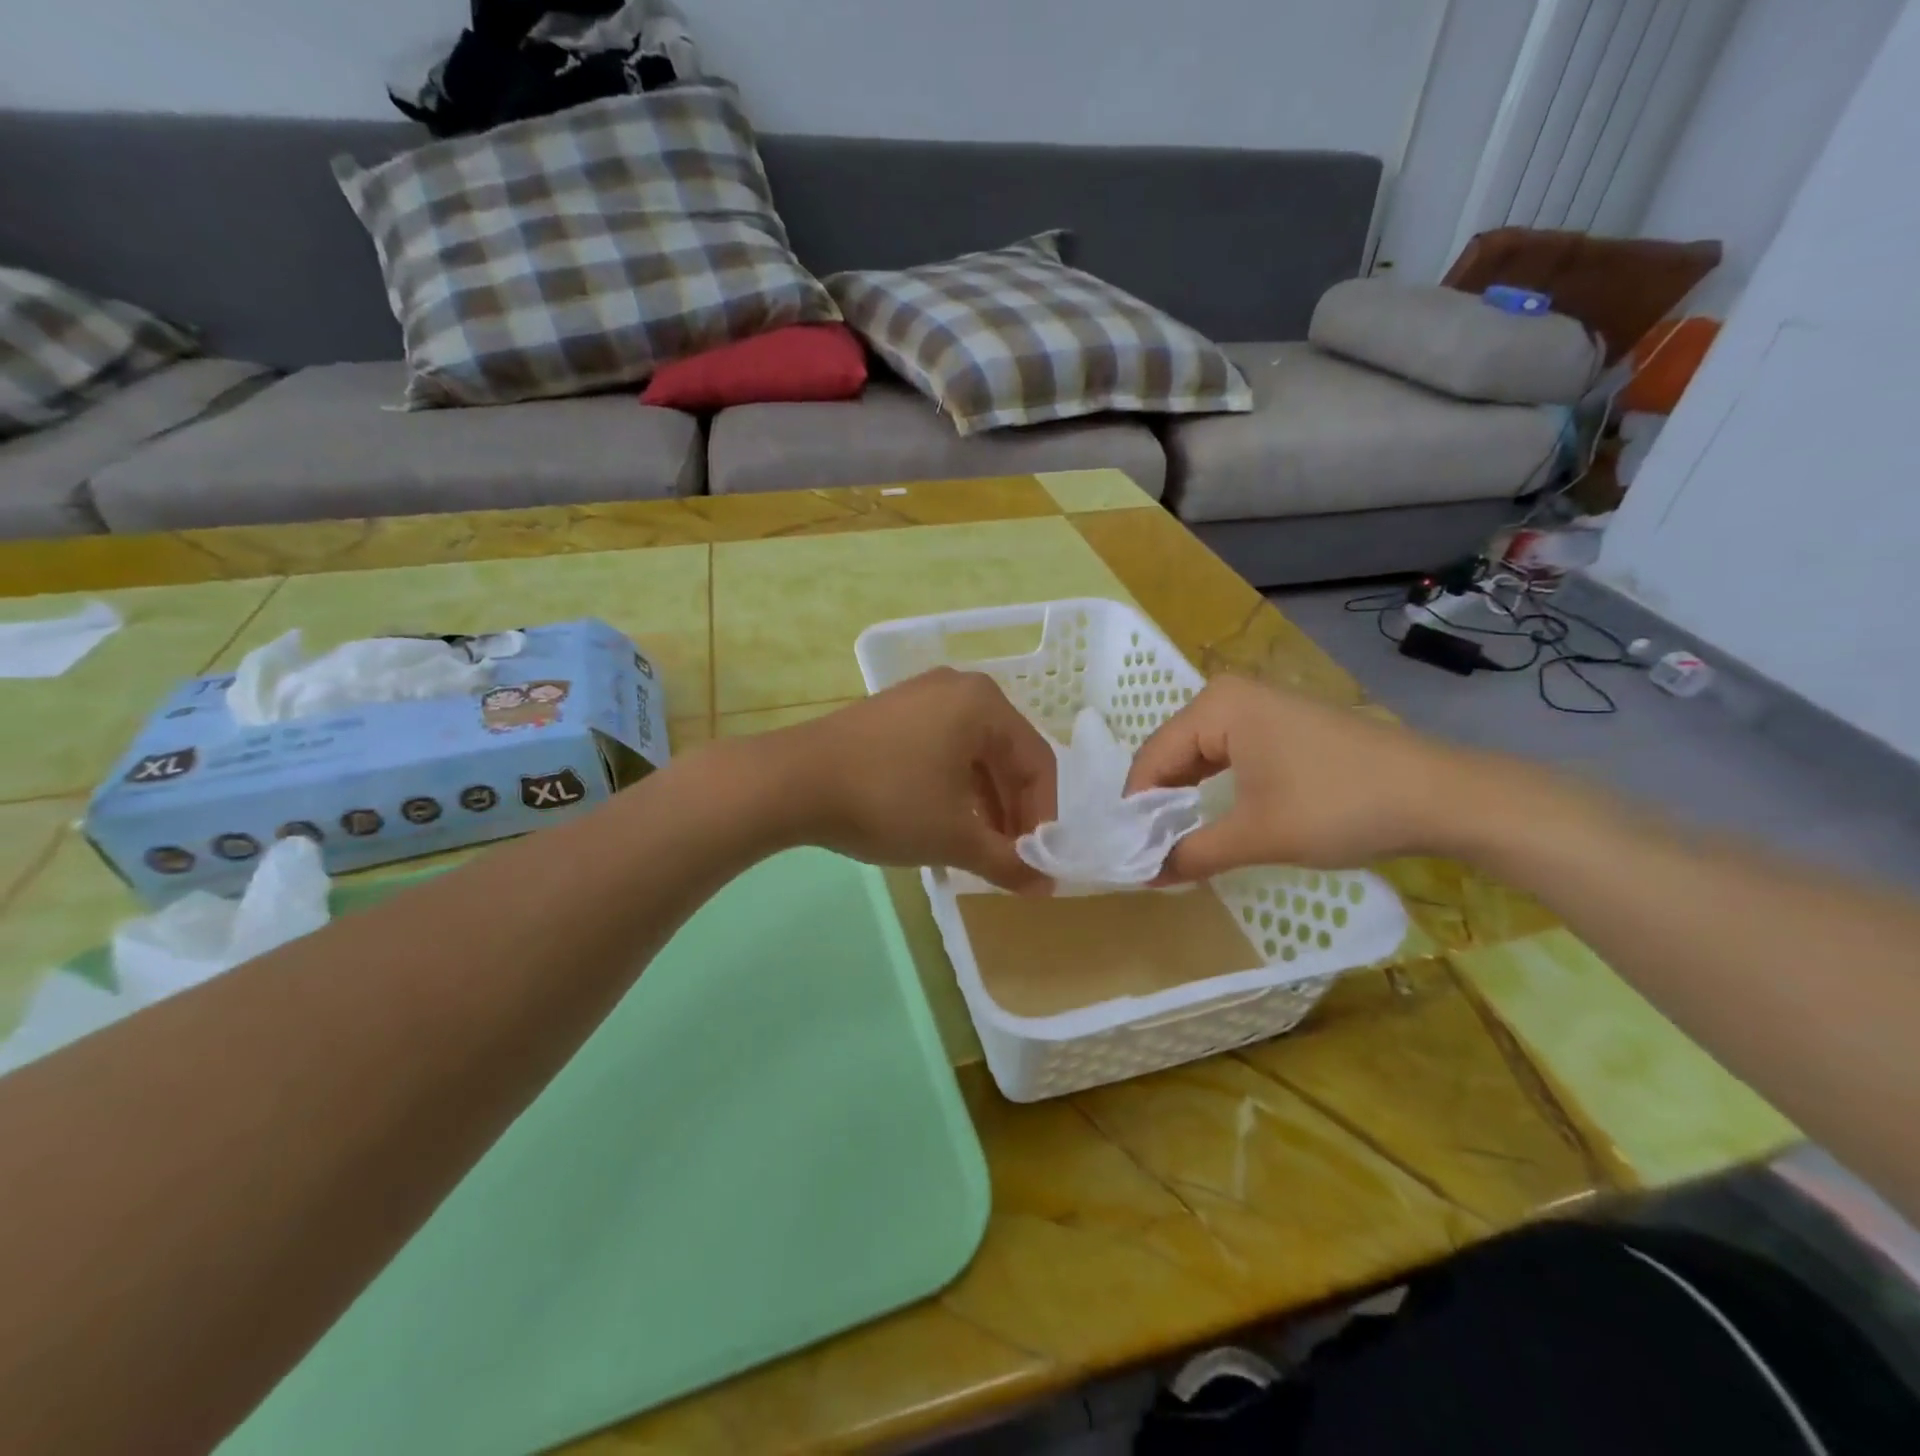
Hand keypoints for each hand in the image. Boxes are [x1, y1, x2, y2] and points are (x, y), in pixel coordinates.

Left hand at [767, 668, 1057, 891]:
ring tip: (978, 849)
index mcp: (985, 704)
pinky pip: (941, 749)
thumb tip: (1047, 887)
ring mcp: (921, 697)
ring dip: (984, 804)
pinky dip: (953, 788)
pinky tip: (945, 823)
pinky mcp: (892, 714)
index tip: (1037, 862)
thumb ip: (1007, 861)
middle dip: (1012, 812)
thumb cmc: (887, 802)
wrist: (791, 782)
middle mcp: (959, 689)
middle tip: (1010, 859)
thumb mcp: (954, 837)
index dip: (1043, 818)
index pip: (1038, 764)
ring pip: (972, 755)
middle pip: (1006, 756)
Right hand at [1123, 676, 1480, 879]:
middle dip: (1159, 803)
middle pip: (1172, 753)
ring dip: (1185, 798)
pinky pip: (1228, 755)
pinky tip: (1211, 818)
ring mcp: (1260, 706)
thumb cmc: (1339, 806)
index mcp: (1216, 706)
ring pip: (1200, 755)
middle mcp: (1231, 695)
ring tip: (1173, 842)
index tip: (1127, 855)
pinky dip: (1214, 788)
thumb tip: (1145, 876)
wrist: (1440, 796)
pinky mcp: (1283, 725)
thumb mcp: (1258, 835)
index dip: (1136, 809)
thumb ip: (1192, 854)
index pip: (1152, 758)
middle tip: (1147, 853)